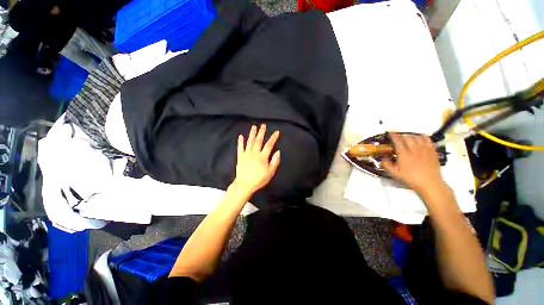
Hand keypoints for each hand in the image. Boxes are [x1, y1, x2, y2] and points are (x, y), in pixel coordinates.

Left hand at [233, 124, 280, 194]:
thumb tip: (278, 151)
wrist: (245, 184)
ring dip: (252, 134)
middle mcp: (255, 152)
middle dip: (261, 132)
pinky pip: (240, 147)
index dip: (273, 138)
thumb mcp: (270, 172)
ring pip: (250, 141)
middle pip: (259, 140)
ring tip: (254, 127)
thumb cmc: (259, 179)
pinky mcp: (240, 157)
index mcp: (263, 156)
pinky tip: (241, 136)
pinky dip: (240, 141)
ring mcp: (246, 154)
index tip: (276, 132)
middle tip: (263, 125)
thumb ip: (275, 161)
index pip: (269, 145)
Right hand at [382, 133, 446, 194]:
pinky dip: (422, 137)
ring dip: (410, 136)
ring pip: (417, 137)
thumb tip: (382, 157)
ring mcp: (425, 149)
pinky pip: (427, 139)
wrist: (430, 183)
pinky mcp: (432, 151)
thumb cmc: (411, 178)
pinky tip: (419, 138)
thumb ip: (386, 164)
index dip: (393, 136)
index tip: (390, 133)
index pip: (398, 140)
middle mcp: (414, 149)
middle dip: (401, 135)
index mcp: (404, 154)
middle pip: (407, 137)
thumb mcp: (395, 173)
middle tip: (397, 138)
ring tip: (407, 138)